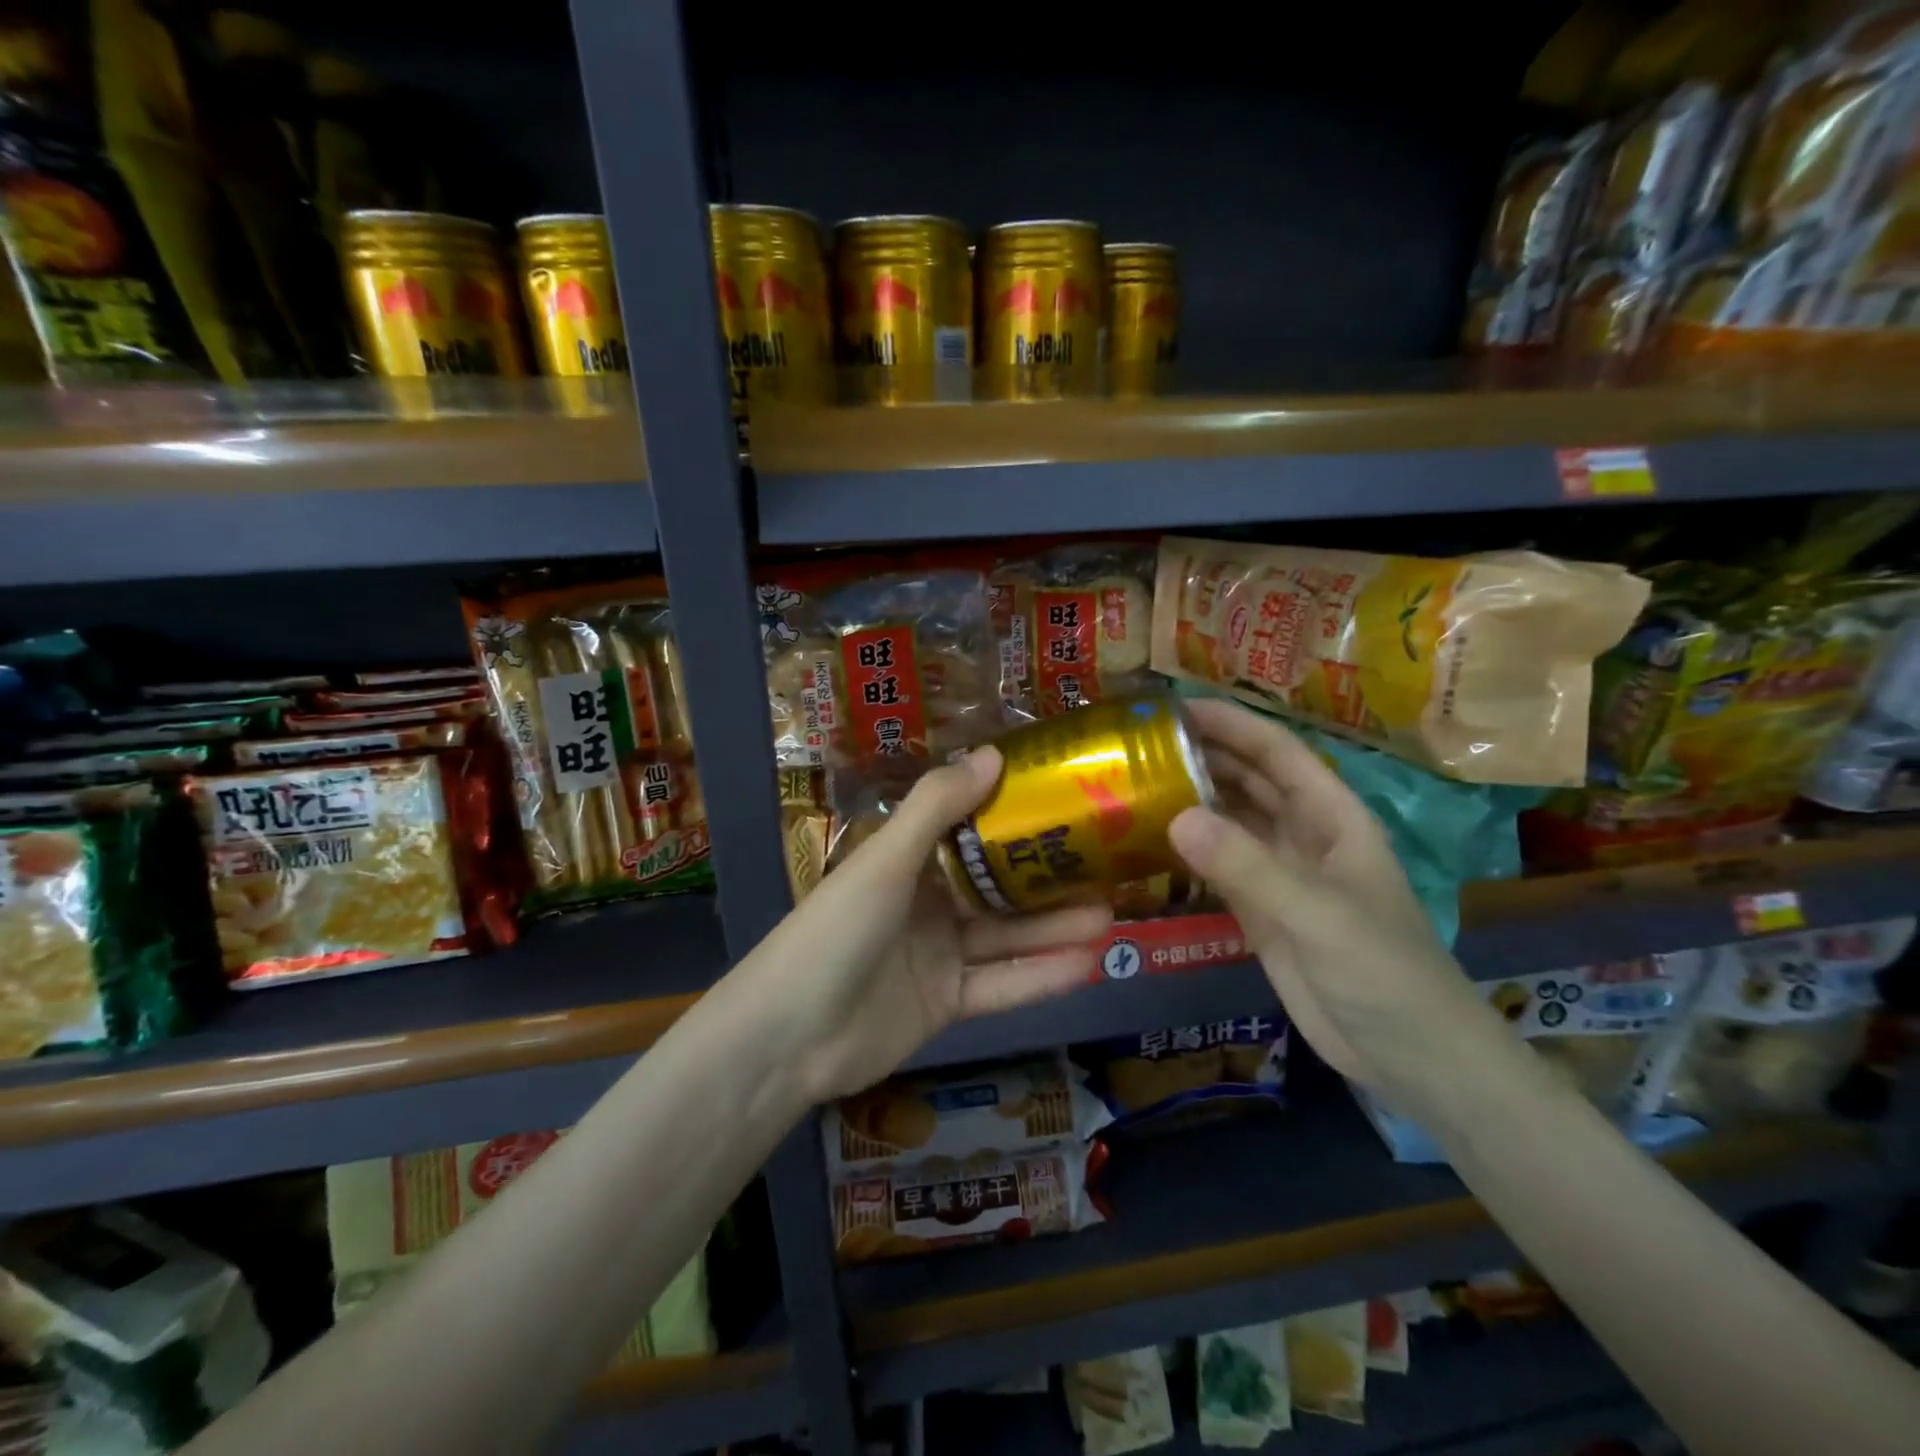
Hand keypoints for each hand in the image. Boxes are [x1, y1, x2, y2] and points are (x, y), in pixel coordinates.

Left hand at [740, 747, 1111, 1103]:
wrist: (789, 1036)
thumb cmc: (836, 930)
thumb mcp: (885, 861)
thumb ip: (937, 808)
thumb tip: (994, 754)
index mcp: (907, 860)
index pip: (969, 829)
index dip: (1013, 814)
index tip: (1065, 799)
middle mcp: (926, 902)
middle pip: (997, 886)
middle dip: (1048, 878)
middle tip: (1107, 866)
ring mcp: (938, 955)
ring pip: (1006, 936)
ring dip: (1054, 927)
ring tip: (1111, 914)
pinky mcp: (947, 1002)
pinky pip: (1001, 985)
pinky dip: (1040, 976)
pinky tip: (1088, 963)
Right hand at [1167, 698, 1485, 1090]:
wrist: (1408, 1055)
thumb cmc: (1383, 972)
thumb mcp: (1318, 914)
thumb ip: (1248, 866)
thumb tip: (1175, 816)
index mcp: (1331, 816)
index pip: (1276, 752)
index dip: (1230, 724)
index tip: (1173, 708)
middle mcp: (1303, 834)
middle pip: (1248, 779)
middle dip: (1202, 756)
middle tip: (1136, 746)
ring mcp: (1281, 873)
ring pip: (1229, 821)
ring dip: (1190, 800)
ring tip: (1132, 785)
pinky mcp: (1261, 910)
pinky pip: (1218, 866)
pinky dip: (1187, 851)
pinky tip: (1148, 843)